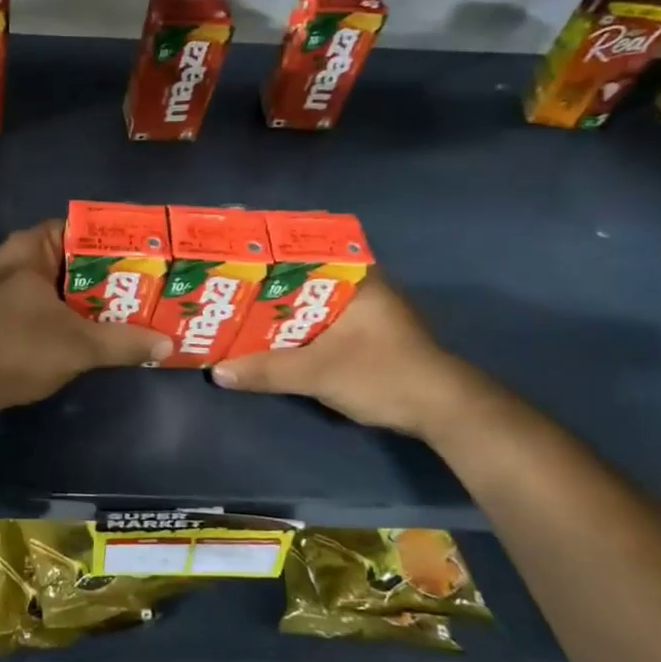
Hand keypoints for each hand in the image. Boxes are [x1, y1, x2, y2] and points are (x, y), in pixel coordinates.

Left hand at [0, 220, 171, 413]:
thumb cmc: (18, 348)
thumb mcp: (80, 345)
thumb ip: (125, 342)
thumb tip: (167, 343)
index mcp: (27, 248)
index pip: (77, 229)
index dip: (112, 242)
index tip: (144, 257)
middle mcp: (9, 259)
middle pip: (67, 259)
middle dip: (103, 275)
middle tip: (143, 288)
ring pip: (52, 286)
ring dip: (83, 299)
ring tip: (125, 312)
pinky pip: (36, 306)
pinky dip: (61, 315)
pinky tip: (87, 333)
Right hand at [210, 272, 481, 437]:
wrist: (443, 411)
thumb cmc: (383, 374)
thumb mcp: (319, 373)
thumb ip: (267, 370)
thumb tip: (218, 373)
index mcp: (356, 277)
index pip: (305, 250)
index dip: (268, 253)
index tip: (235, 256)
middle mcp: (361, 285)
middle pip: (303, 277)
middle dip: (266, 284)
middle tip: (227, 285)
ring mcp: (366, 311)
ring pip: (310, 301)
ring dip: (280, 309)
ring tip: (238, 309)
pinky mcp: (367, 335)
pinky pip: (320, 321)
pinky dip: (295, 327)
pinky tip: (269, 336)